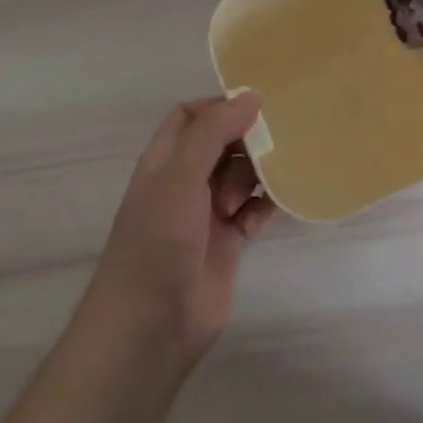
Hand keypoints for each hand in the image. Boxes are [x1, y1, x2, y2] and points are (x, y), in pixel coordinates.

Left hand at [80, 91, 274, 370]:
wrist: (151, 327)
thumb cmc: (157, 241)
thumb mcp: (179, 176)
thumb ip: (213, 132)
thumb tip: (252, 95)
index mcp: (165, 161)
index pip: (192, 116)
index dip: (220, 107)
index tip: (256, 106)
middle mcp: (185, 182)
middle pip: (222, 143)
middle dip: (246, 140)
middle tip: (271, 144)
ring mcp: (206, 213)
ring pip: (241, 175)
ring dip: (256, 174)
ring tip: (262, 186)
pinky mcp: (228, 243)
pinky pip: (253, 210)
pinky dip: (263, 205)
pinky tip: (269, 208)